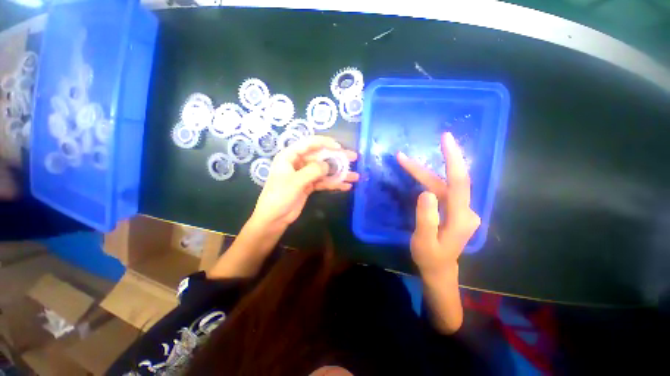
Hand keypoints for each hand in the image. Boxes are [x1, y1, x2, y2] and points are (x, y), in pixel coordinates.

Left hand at [252, 136, 358, 228]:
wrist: (273, 218)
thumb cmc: (279, 196)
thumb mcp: (295, 181)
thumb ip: (313, 171)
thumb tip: (329, 165)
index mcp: (290, 156)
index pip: (310, 143)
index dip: (326, 143)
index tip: (340, 148)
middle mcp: (298, 162)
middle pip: (321, 157)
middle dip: (337, 158)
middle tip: (354, 158)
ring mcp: (305, 175)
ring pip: (325, 170)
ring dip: (339, 173)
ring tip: (355, 176)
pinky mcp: (309, 185)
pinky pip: (324, 182)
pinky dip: (334, 184)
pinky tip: (346, 186)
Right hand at [397, 132, 480, 275]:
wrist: (439, 269)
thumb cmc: (430, 258)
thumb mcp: (423, 242)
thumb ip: (426, 219)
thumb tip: (425, 192)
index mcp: (461, 218)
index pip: (459, 182)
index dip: (453, 159)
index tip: (446, 139)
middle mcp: (465, 210)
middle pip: (445, 182)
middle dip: (422, 169)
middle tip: (402, 157)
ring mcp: (460, 209)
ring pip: (441, 185)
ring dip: (421, 174)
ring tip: (403, 162)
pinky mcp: (454, 209)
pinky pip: (440, 190)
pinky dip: (426, 181)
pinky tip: (417, 175)